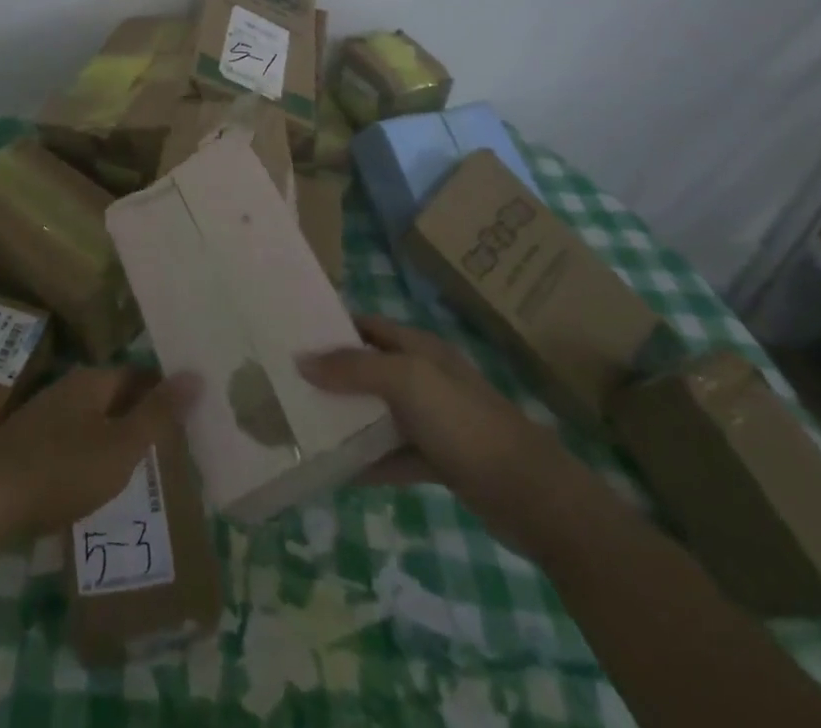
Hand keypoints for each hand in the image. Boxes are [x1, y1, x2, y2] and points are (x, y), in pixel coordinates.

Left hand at [0, 368, 199, 548]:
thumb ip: (159, 414)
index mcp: (91, 381)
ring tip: (135, 469)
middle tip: (167, 447)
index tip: (185, 419)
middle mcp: (66, 388)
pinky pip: (68, 442)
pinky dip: (86, 455)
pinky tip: (91, 482)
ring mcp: (41, 415)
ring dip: (111, 438)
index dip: (162, 394)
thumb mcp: (121, 447)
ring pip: (89, 420)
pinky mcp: (23, 445)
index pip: (138, 376)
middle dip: (138, 417)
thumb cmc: (61, 470)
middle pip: (113, 396)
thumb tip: (196, 374)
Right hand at [299, 316, 599, 555]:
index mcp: (421, 348)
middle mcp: (426, 377)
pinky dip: (368, 460)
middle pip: (370, 368)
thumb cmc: (465, 423)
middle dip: (333, 375)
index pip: (368, 325)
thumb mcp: (407, 382)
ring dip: (347, 419)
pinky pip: (393, 455)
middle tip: (288, 385)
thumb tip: (302, 359)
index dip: (333, 328)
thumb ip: (355, 368)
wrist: (532, 495)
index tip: (293, 338)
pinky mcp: (439, 460)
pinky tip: (337, 470)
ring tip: (303, 425)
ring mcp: (434, 420)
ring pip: (379, 413)